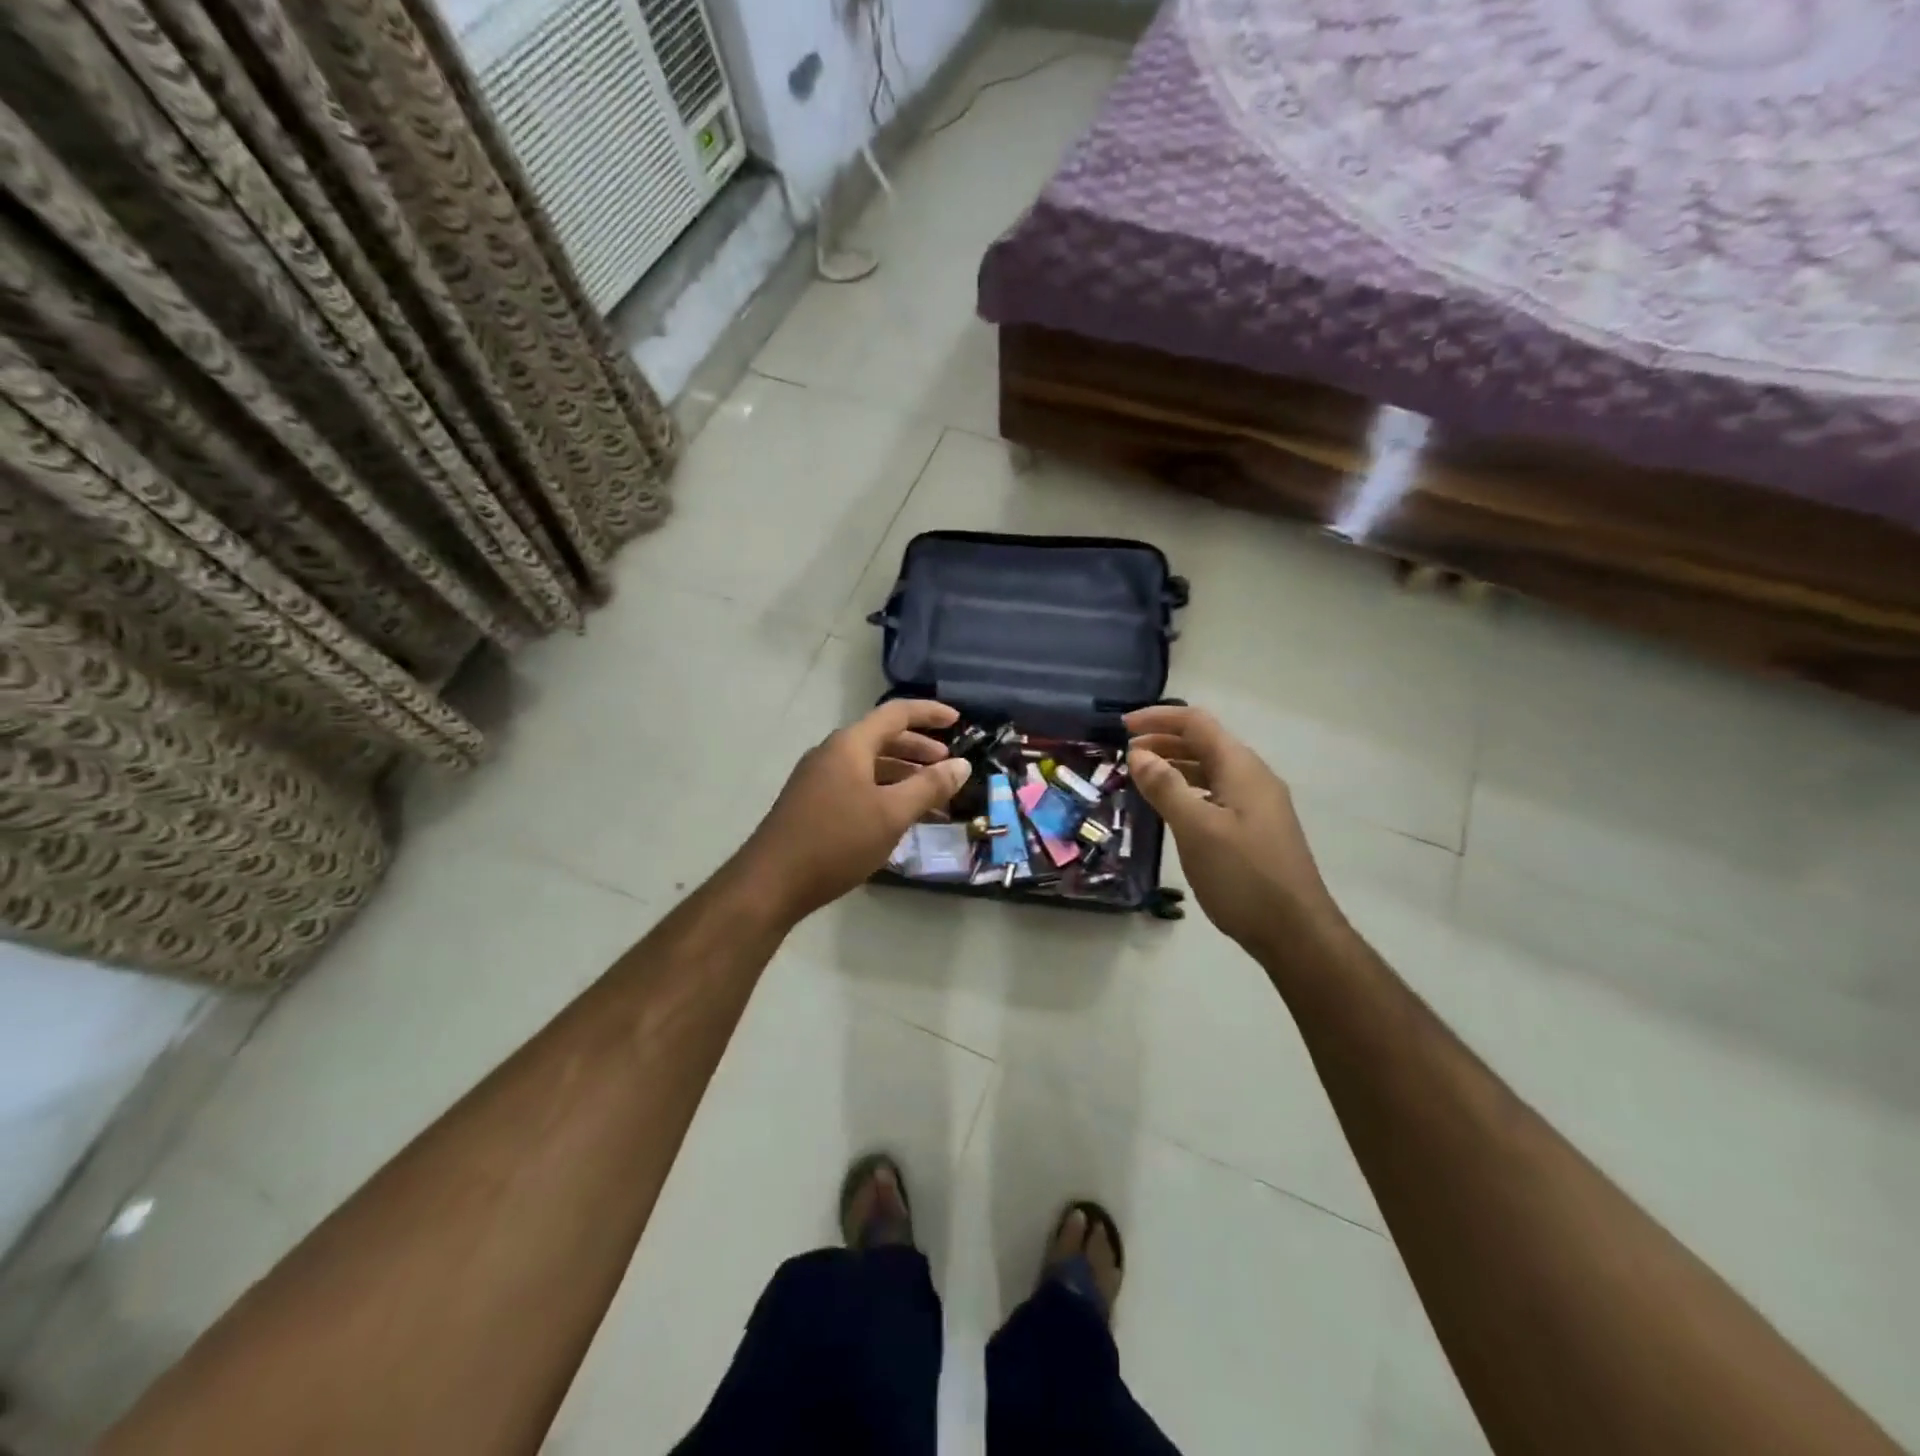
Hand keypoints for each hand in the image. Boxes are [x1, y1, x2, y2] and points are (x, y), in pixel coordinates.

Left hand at [740, 700, 973, 923]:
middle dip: (919, 749)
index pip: (897, 713)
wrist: (771, 882)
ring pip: (870, 765)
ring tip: (932, 799)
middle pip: (882, 738)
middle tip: (947, 766)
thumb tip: (961, 765)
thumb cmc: (836, 841)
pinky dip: (884, 793)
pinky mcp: (812, 803)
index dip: (930, 713)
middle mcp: (832, 753)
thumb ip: (929, 787)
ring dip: (903, 776)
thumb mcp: (891, 814)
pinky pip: (857, 785)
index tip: (959, 720)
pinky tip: (898, 818)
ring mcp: (818, 779)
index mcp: (850, 744)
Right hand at [1125, 706, 1338, 954]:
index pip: (1197, 723)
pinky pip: (1215, 794)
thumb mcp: (1197, 829)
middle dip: (1163, 741)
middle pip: (1204, 743)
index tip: (1121, 726)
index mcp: (1241, 768)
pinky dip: (1187, 790)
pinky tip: (1170, 809)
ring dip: (1174, 766)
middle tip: (1125, 754)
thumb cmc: (1244, 876)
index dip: (1158, 719)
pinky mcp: (1255, 829)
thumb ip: (1166, 787)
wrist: (1296, 932)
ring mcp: (1257, 805)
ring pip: (1210, 770)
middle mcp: (1252, 778)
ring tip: (1139, 778)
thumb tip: (1138, 753)